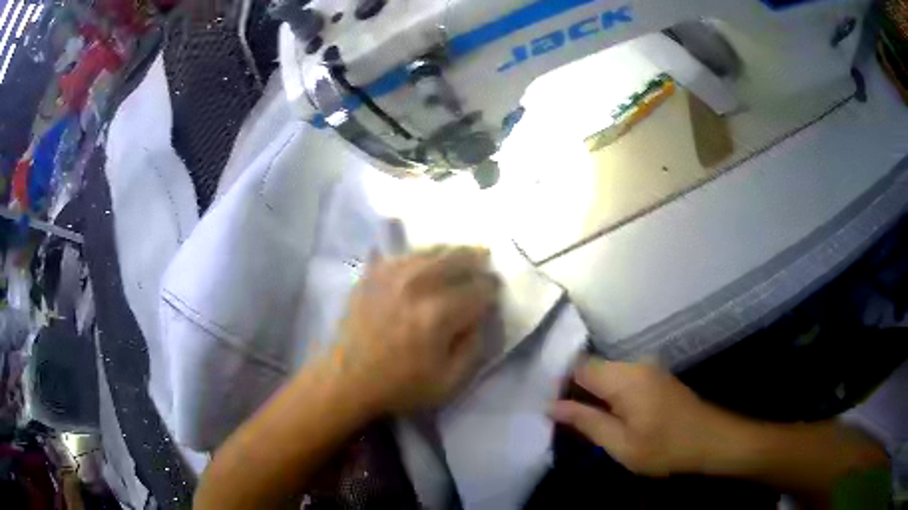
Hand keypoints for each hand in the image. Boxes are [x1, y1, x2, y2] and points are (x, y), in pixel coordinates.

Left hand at [333, 246, 497, 414]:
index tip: (495, 292)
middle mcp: (417, 284)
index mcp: (439, 313)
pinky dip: (422, 255)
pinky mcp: (373, 273)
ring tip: (461, 258)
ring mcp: (391, 274)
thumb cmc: (400, 386)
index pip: (481, 288)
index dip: (493, 288)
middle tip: (484, 265)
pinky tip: (426, 262)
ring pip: (433, 250)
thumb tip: (481, 316)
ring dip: (453, 253)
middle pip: (459, 257)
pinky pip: (405, 253)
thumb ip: (474, 346)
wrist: (348, 379)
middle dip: (478, 260)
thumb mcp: (450, 382)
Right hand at [551, 358, 741, 475]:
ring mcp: (648, 368)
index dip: (560, 384)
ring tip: (587, 423)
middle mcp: (635, 364)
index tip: (551, 409)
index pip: (579, 366)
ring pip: (607, 375)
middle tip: (566, 423)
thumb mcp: (620, 443)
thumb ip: (585, 421)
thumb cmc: (665, 447)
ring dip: (593, 395)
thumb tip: (550, 406)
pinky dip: (609, 395)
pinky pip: (622, 379)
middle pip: (592, 369)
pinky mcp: (656, 377)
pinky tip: (612, 417)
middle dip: (575, 392)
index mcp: (625, 377)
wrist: (711, 440)